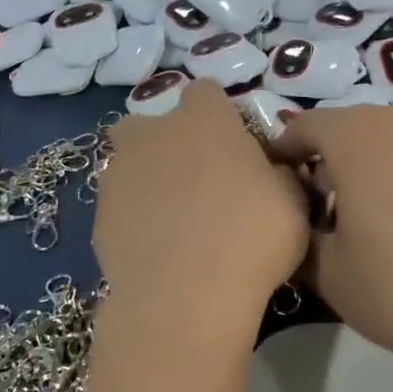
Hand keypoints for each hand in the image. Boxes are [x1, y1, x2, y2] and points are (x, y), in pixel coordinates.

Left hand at [94, 81, 308, 315]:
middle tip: (198, 181)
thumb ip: (278, 173)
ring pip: (129, 162)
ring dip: (147, 178)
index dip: (220, 116)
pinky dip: (134, 218)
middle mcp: (154, 134)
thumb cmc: (252, 238)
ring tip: (173, 218)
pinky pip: (120, 205)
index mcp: (204, 119)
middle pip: (153, 123)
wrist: (185, 298)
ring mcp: (119, 173)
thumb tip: (269, 169)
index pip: (206, 93)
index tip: (235, 147)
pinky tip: (156, 248)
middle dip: (169, 142)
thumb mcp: (293, 202)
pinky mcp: (99, 214)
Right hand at [273, 102, 392, 387]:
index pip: (304, 128)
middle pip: (351, 129)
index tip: (281, 187)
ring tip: (377, 213)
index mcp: (356, 136)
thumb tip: (302, 220)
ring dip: (375, 164)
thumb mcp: (326, 271)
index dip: (285, 155)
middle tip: (326, 209)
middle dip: (331, 161)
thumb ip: (300, 232)